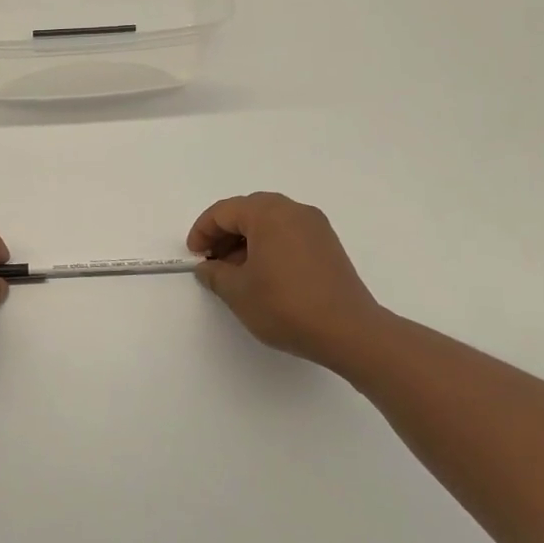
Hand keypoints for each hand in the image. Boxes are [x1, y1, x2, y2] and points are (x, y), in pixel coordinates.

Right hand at [188, 192, 386, 369]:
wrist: (348, 331)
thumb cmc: (285, 305)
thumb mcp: (238, 292)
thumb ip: (215, 274)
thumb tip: (208, 267)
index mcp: (268, 214)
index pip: (224, 212)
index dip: (203, 231)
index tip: (194, 256)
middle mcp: (294, 211)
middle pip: (249, 211)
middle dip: (225, 233)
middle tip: (212, 261)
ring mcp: (316, 227)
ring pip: (270, 222)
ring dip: (247, 241)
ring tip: (235, 272)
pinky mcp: (328, 245)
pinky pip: (289, 234)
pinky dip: (269, 246)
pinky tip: (263, 275)